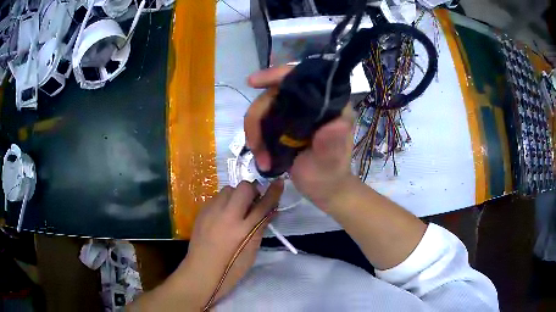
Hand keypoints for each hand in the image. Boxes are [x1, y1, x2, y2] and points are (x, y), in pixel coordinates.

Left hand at [174, 180, 282, 307]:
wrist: (201, 270)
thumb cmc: (231, 268)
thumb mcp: (251, 252)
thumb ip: (260, 228)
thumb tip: (270, 211)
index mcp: (243, 230)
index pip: (263, 205)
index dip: (273, 192)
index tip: (279, 182)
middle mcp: (227, 216)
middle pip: (244, 187)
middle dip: (252, 190)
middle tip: (253, 202)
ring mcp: (211, 211)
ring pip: (228, 189)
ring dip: (236, 195)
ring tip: (236, 210)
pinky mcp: (202, 212)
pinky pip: (217, 197)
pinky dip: (224, 202)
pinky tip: (223, 215)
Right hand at [245, 66, 354, 209]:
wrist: (324, 189)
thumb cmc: (330, 175)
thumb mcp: (330, 162)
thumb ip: (332, 144)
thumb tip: (338, 123)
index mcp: (329, 104)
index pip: (302, 78)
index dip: (277, 75)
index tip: (253, 81)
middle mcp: (311, 103)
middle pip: (275, 93)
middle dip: (258, 117)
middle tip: (255, 145)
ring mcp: (296, 113)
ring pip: (265, 108)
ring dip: (255, 131)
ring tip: (260, 156)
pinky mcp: (285, 124)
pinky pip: (263, 121)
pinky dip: (256, 136)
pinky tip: (259, 153)